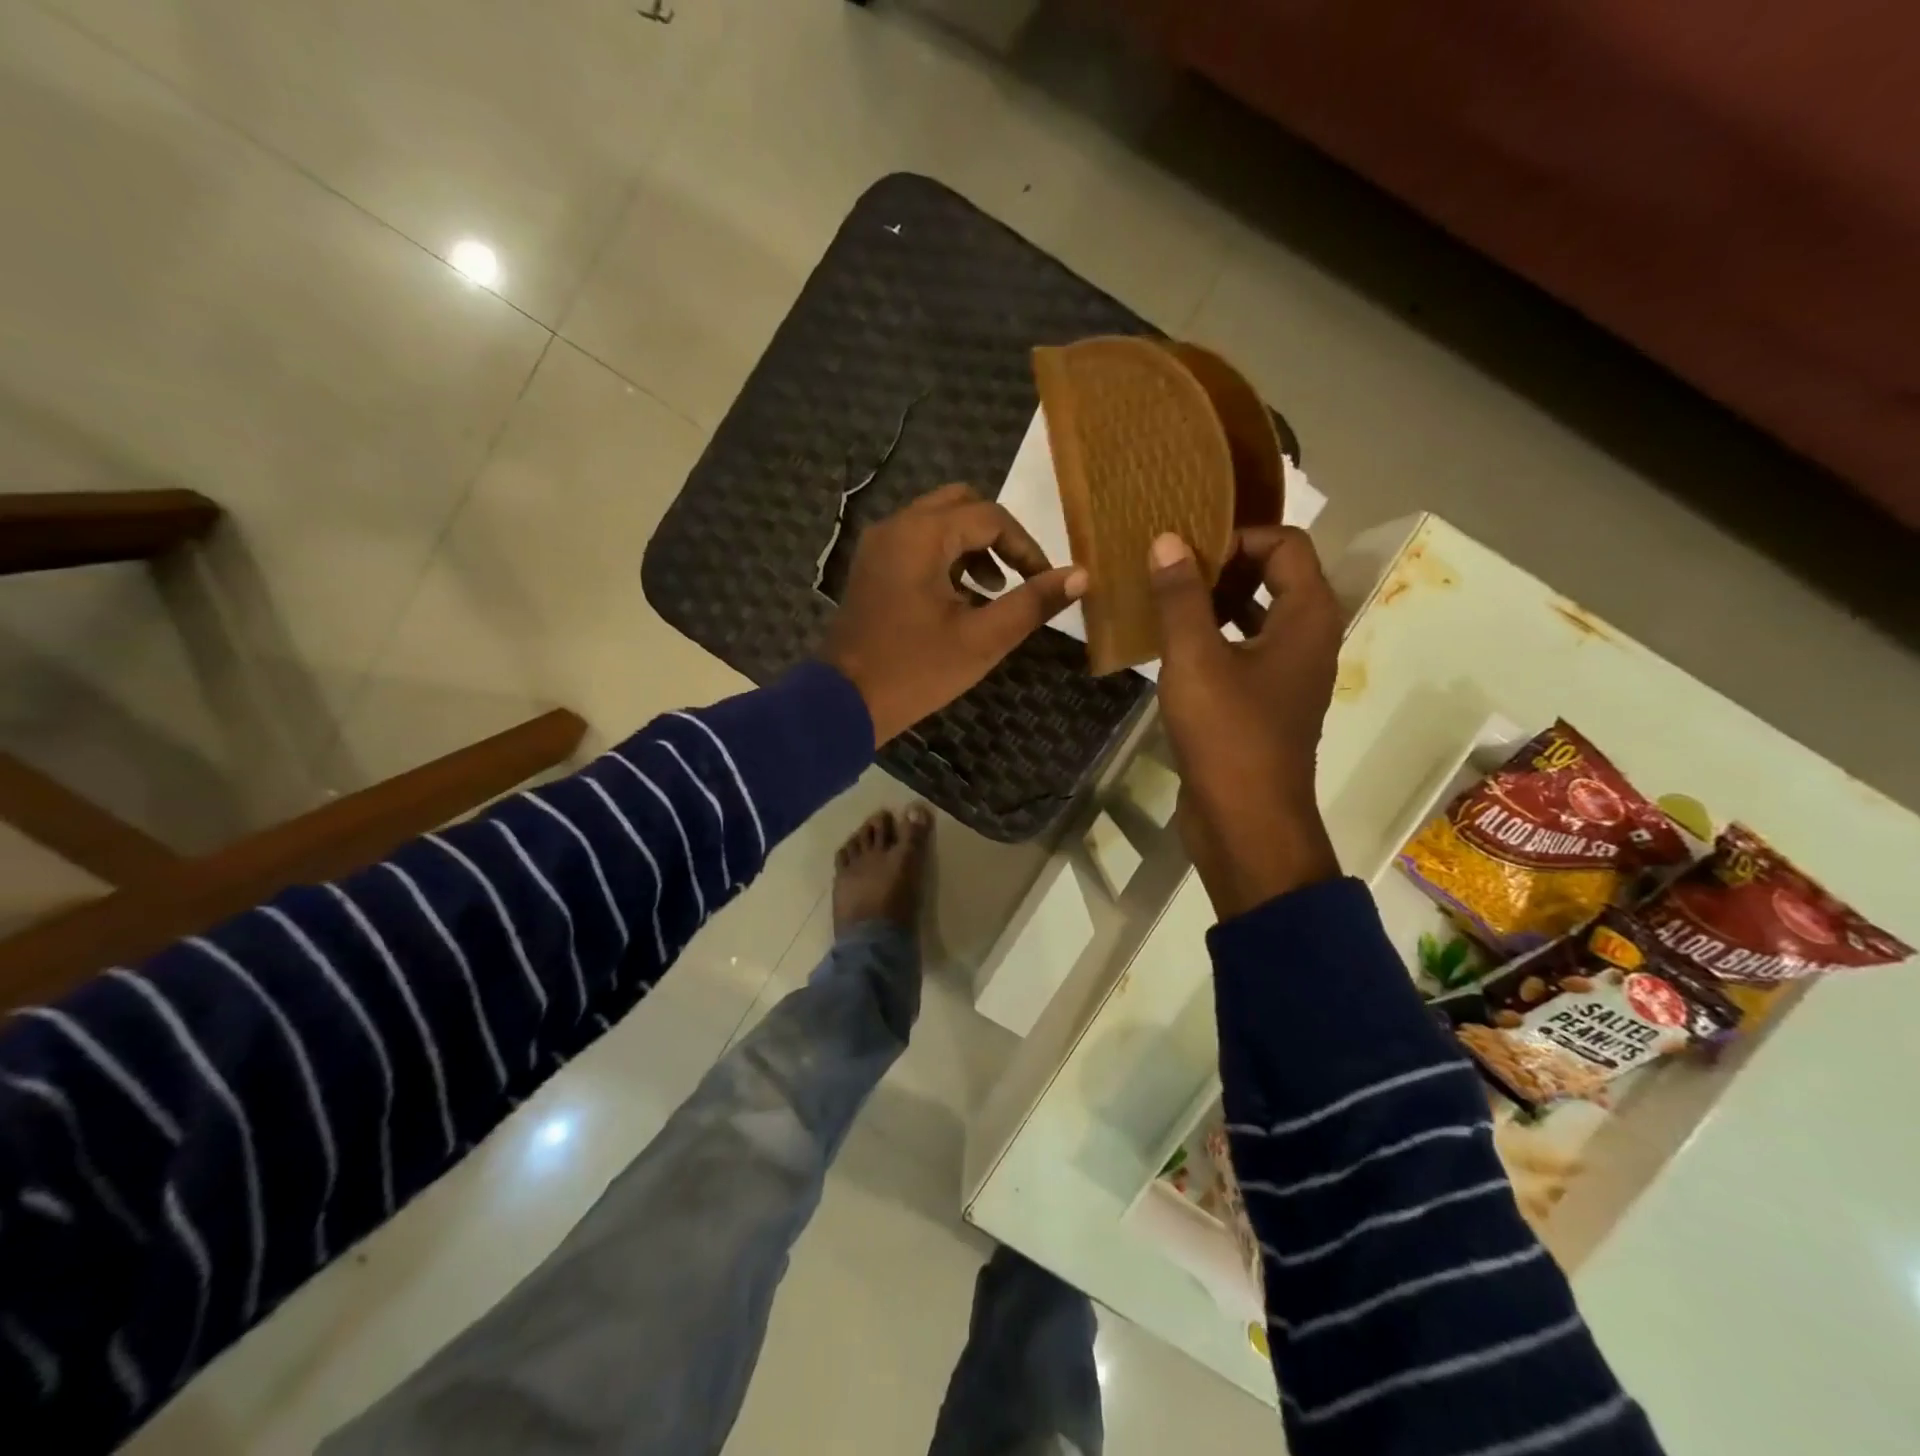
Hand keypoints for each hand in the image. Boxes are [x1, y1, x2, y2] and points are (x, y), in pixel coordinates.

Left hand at [822, 484, 1087, 743]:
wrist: (843, 703)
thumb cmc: (916, 671)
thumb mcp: (983, 640)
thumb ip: (1032, 603)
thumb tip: (1080, 575)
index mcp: (922, 535)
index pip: (990, 517)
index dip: (1026, 546)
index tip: (1044, 582)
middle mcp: (896, 527)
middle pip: (961, 505)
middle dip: (997, 535)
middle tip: (1016, 575)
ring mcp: (878, 547)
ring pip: (937, 523)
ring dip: (971, 547)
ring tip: (992, 591)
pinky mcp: (871, 569)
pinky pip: (916, 544)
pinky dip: (945, 558)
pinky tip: (959, 599)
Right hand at [1150, 526, 1342, 918]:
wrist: (1245, 823)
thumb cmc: (1227, 736)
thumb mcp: (1196, 659)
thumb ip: (1182, 597)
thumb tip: (1168, 540)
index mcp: (1308, 618)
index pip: (1286, 544)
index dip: (1238, 536)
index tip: (1187, 551)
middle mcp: (1307, 639)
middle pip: (1274, 575)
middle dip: (1223, 565)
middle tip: (1169, 570)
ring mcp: (1287, 674)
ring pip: (1256, 615)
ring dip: (1214, 602)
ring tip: (1164, 601)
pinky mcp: (1264, 703)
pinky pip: (1243, 651)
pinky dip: (1212, 638)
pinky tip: (1170, 646)